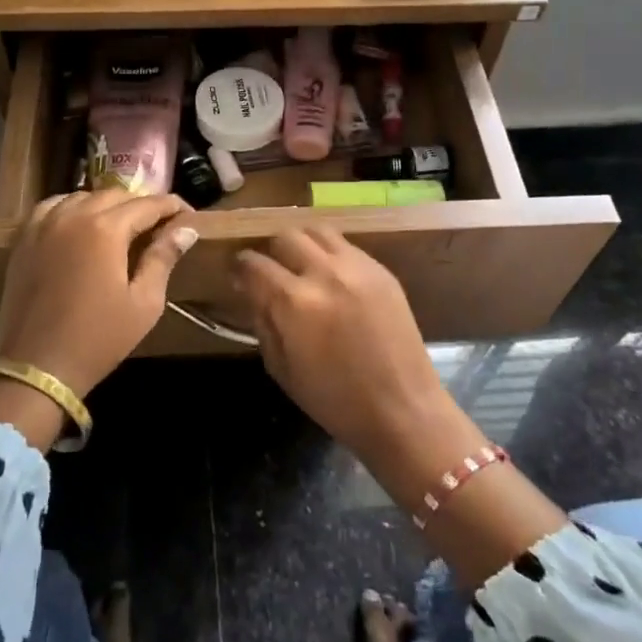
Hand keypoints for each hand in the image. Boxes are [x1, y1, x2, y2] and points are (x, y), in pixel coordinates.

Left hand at [0, 190, 198, 398]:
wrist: (35, 368)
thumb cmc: (97, 339)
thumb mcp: (143, 303)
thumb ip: (163, 259)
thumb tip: (186, 229)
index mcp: (106, 229)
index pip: (148, 204)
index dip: (172, 207)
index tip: (189, 216)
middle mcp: (73, 215)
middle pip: (115, 195)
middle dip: (141, 205)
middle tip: (158, 225)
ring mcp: (44, 225)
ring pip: (82, 197)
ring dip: (106, 205)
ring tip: (122, 226)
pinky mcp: (24, 239)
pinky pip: (51, 208)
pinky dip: (71, 208)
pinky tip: (80, 224)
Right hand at [234, 229, 566, 579]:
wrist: (402, 410)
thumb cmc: (334, 401)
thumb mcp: (281, 368)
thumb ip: (263, 321)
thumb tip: (252, 292)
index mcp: (294, 302)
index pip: (254, 263)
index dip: (240, 267)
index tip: (239, 275)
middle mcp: (324, 273)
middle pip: (285, 236)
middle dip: (271, 251)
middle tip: (271, 271)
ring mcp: (357, 267)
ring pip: (317, 231)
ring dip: (302, 243)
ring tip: (301, 265)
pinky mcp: (382, 270)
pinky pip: (346, 246)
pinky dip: (330, 253)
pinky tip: (331, 277)